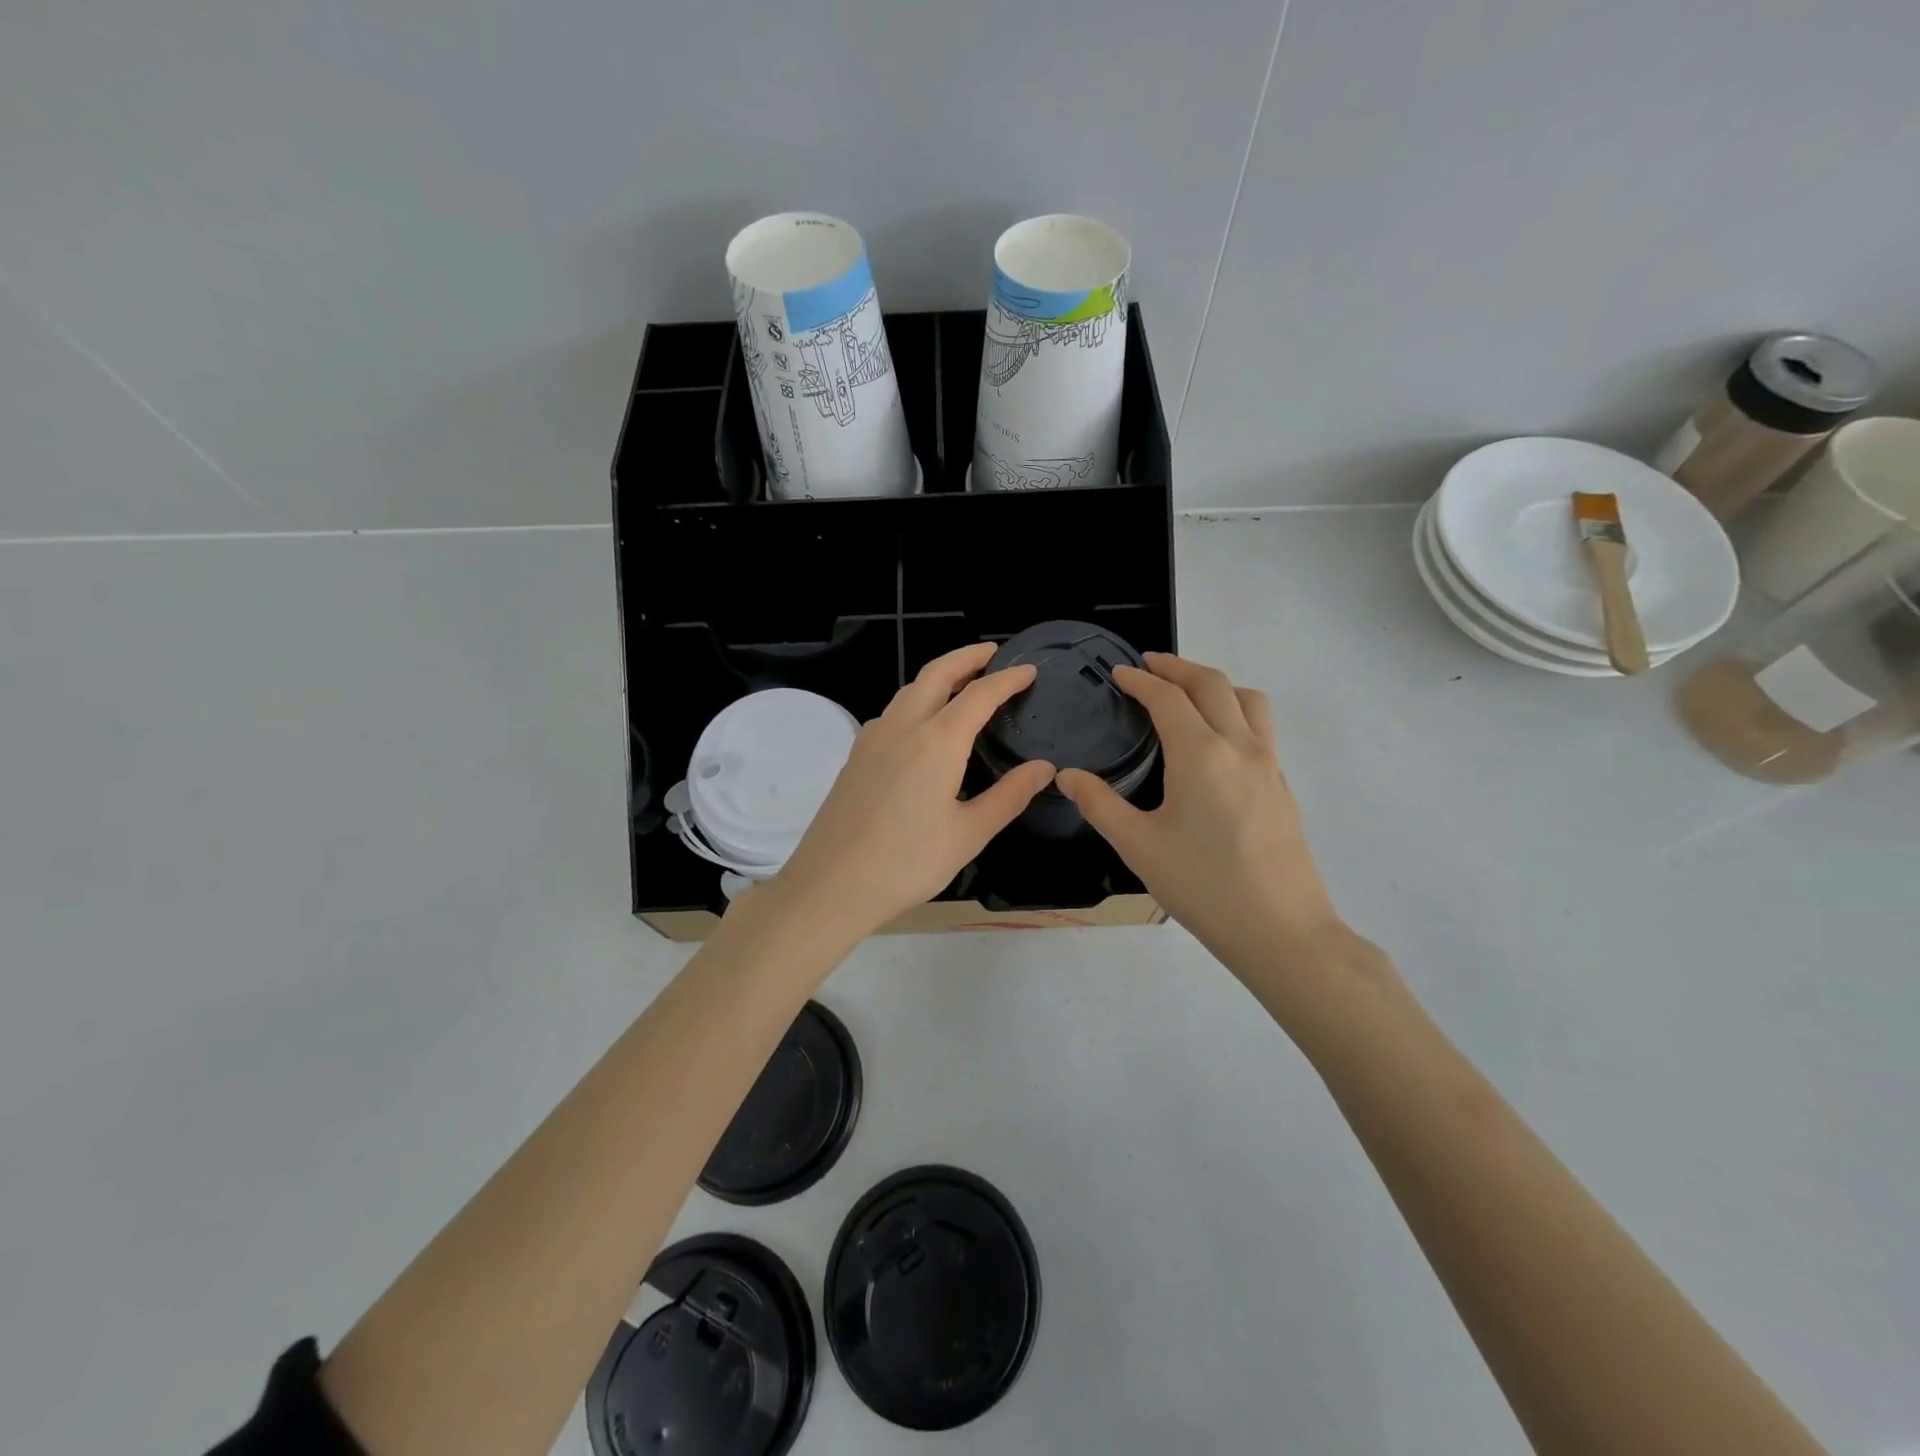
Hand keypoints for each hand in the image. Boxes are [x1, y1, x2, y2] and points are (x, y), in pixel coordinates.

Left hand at [774, 643, 1055, 938]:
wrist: (830, 884)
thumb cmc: (907, 863)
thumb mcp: (968, 834)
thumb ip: (1009, 796)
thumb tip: (1044, 768)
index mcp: (937, 741)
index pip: (980, 694)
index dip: (1007, 679)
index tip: (1029, 670)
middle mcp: (903, 726)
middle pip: (937, 673)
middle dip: (967, 657)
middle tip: (992, 654)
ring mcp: (873, 738)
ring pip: (910, 689)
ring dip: (939, 676)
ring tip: (963, 683)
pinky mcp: (856, 755)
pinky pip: (893, 712)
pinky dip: (917, 700)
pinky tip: (924, 726)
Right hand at [1057, 653, 1343, 974]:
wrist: (1281, 931)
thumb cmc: (1203, 886)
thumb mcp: (1138, 846)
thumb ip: (1099, 804)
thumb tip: (1066, 776)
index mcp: (1201, 754)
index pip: (1168, 698)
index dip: (1140, 680)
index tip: (1118, 673)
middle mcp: (1240, 746)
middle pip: (1212, 684)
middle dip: (1177, 667)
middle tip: (1148, 666)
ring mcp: (1268, 765)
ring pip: (1247, 699)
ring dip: (1214, 684)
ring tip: (1187, 694)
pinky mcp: (1282, 785)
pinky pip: (1260, 727)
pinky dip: (1234, 711)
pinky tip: (1216, 741)